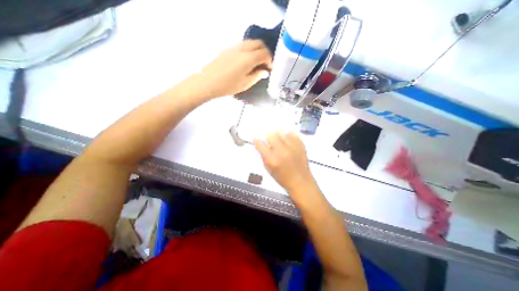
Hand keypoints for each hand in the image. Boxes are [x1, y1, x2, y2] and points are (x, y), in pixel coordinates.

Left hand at [192, 40, 271, 98]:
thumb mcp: (246, 83)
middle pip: (259, 44)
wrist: (208, 82)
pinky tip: (247, 61)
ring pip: (250, 43)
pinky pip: (242, 45)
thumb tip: (265, 71)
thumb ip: (257, 76)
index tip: (270, 69)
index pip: (265, 53)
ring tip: (257, 63)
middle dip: (265, 52)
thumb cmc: (229, 85)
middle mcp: (243, 49)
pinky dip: (249, 50)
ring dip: (257, 50)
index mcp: (249, 58)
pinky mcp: (228, 49)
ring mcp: (234, 47)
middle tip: (265, 64)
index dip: (270, 60)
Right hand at [253, 132, 318, 197]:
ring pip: (282, 132)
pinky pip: (293, 134)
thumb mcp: (269, 170)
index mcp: (272, 159)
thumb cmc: (283, 178)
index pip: (260, 144)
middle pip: (271, 134)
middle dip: (266, 134)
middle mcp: (282, 151)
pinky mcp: (300, 145)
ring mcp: (292, 147)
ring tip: (277, 137)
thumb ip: (264, 156)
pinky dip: (288, 134)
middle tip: (267, 137)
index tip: (256, 139)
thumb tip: (261, 146)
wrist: (301, 182)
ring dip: (277, 133)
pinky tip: (286, 138)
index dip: (256, 140)